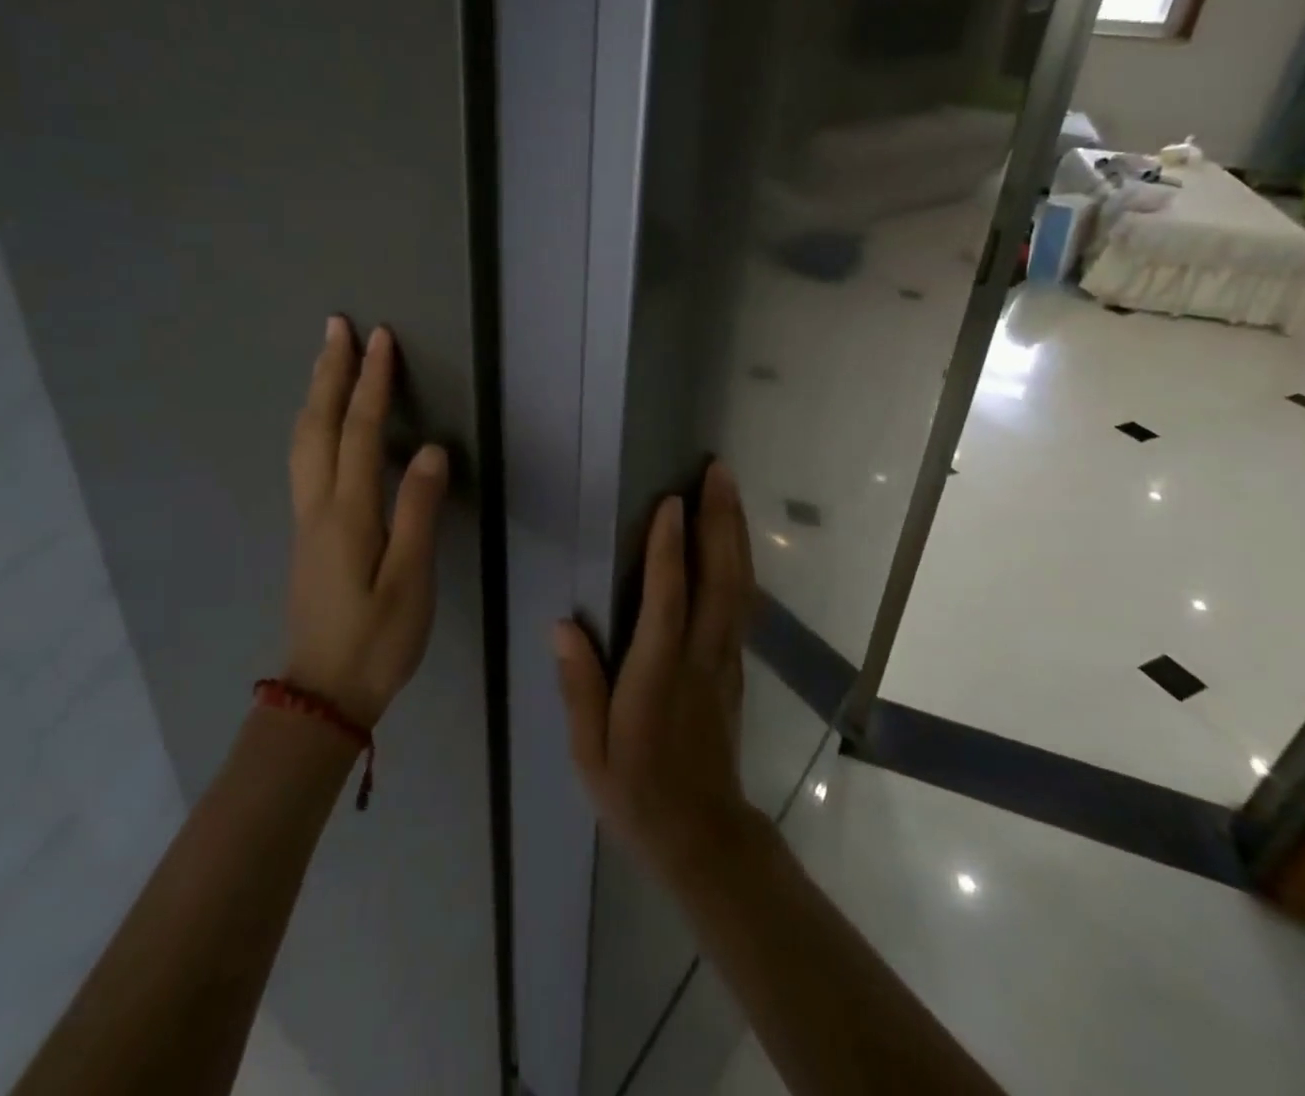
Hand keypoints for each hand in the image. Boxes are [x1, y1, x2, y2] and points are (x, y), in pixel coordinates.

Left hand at [284, 317, 448, 728]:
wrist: (322, 694)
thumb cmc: (377, 640)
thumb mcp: (410, 581)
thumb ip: (418, 512)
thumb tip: (429, 449)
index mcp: (347, 513)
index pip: (358, 431)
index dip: (371, 382)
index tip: (380, 339)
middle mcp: (318, 506)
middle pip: (318, 425)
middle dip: (329, 372)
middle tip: (337, 327)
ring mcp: (307, 520)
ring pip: (303, 441)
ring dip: (315, 393)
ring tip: (326, 359)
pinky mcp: (308, 534)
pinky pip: (305, 460)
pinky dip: (313, 423)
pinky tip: (321, 422)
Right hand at [554, 461, 761, 880]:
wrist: (703, 835)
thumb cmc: (637, 792)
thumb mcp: (590, 752)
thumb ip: (579, 687)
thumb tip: (562, 625)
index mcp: (658, 675)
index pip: (667, 601)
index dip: (669, 550)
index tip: (670, 501)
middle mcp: (699, 657)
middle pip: (718, 578)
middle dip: (719, 520)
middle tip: (716, 471)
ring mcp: (725, 659)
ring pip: (739, 585)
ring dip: (735, 532)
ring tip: (729, 488)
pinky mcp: (735, 665)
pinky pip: (742, 602)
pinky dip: (741, 561)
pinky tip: (735, 538)